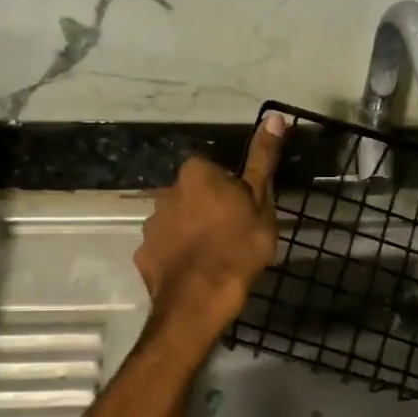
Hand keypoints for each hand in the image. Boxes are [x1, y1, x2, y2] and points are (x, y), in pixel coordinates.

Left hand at [136, 114, 285, 340]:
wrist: (201, 299)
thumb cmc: (239, 245)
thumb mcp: (261, 201)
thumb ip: (263, 159)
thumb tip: (273, 116)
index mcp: (196, 173)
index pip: (214, 170)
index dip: (231, 189)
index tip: (244, 210)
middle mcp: (166, 191)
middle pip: (192, 194)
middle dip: (207, 208)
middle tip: (232, 234)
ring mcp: (151, 224)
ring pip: (177, 221)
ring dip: (190, 231)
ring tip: (213, 257)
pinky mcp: (143, 254)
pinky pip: (165, 248)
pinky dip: (177, 256)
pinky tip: (194, 272)